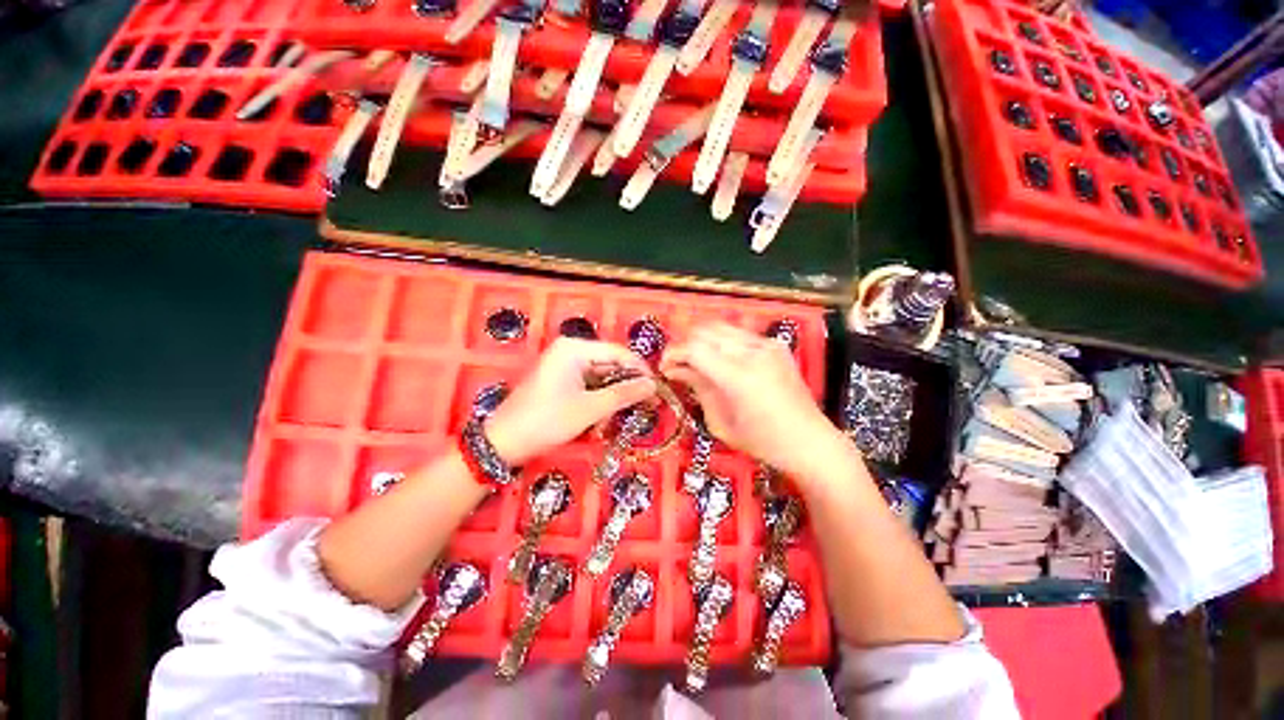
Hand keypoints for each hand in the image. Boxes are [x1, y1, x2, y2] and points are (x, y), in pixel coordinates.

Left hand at [485, 338, 656, 465]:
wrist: (503, 442)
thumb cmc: (546, 421)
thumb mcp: (590, 409)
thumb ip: (623, 394)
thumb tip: (653, 386)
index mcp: (574, 349)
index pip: (618, 353)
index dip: (640, 371)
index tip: (657, 390)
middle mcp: (570, 351)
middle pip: (610, 365)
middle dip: (625, 388)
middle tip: (646, 406)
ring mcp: (564, 366)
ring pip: (601, 378)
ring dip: (611, 399)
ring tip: (620, 418)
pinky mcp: (560, 381)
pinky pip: (588, 386)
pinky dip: (598, 402)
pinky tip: (601, 420)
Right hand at [660, 323, 849, 483]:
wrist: (811, 441)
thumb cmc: (763, 442)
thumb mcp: (721, 422)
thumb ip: (698, 388)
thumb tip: (676, 370)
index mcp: (739, 376)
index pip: (694, 348)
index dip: (673, 353)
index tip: (664, 366)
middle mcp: (753, 352)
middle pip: (705, 330)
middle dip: (684, 343)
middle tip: (677, 363)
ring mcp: (767, 344)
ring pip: (721, 327)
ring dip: (702, 340)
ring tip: (696, 360)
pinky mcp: (776, 344)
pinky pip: (739, 334)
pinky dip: (722, 342)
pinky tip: (721, 360)